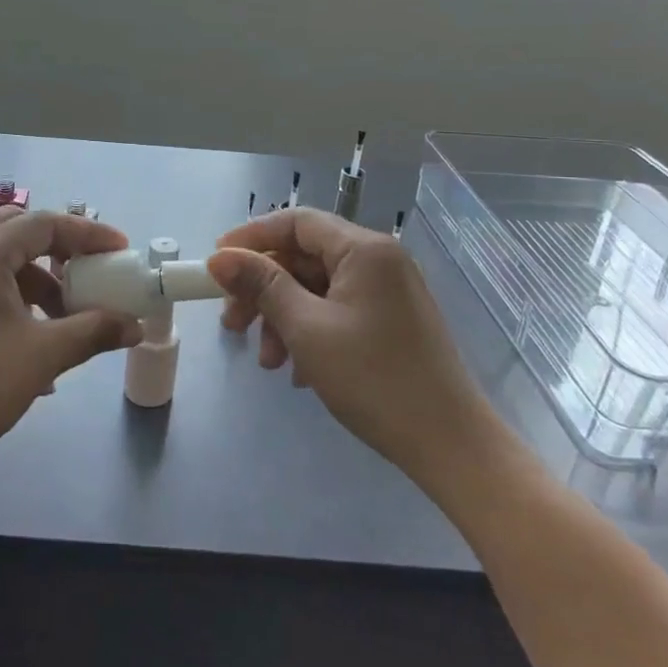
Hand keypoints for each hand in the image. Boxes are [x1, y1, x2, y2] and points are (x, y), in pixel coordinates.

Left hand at [0, 206, 142, 502]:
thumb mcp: (41, 357)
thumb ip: (93, 331)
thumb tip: (134, 325)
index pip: (44, 224)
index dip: (88, 234)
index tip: (120, 251)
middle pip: (15, 230)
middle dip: (57, 250)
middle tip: (86, 273)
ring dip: (32, 280)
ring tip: (60, 322)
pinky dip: (5, 297)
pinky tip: (24, 343)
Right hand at [207, 209, 491, 477]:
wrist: (450, 445)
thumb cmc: (374, 378)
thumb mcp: (306, 329)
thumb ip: (262, 286)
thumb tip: (219, 258)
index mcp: (364, 249)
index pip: (296, 222)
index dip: (251, 237)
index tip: (216, 264)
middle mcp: (379, 259)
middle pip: (304, 257)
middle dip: (264, 289)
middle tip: (232, 323)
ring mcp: (389, 291)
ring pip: (318, 287)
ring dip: (283, 317)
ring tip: (268, 361)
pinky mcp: (392, 321)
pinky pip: (338, 310)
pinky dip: (310, 331)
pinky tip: (297, 371)